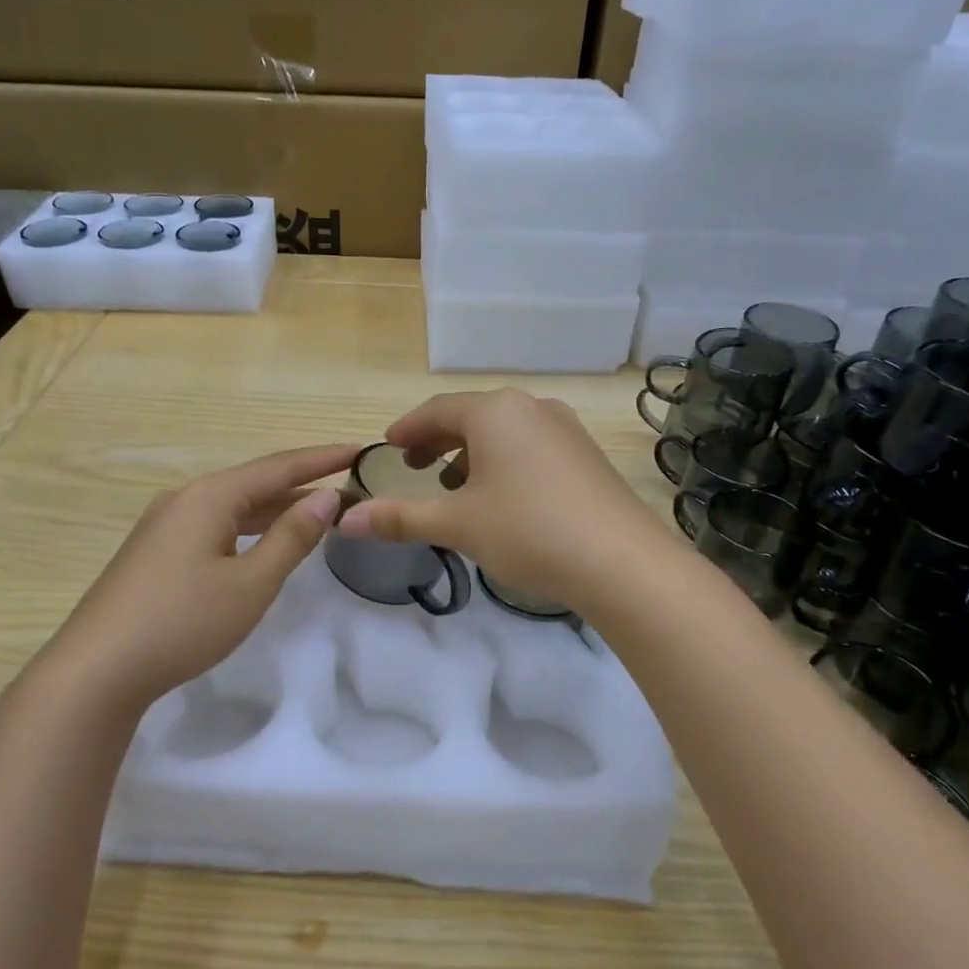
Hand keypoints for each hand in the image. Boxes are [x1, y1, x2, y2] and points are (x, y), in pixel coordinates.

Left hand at [42, 443, 359, 710]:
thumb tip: (327, 498)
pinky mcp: (156, 552)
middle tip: (348, 485)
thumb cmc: (182, 622)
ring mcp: (165, 525)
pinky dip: (250, 527)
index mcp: (210, 497)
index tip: (360, 449)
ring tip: (319, 511)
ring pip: (234, 506)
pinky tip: (264, 541)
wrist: (96, 670)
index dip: (322, 458)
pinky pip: (216, 525)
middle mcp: (185, 499)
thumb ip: (291, 538)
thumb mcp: (250, 584)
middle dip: (302, 483)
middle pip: (255, 482)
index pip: (278, 467)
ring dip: (277, 508)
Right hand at [336, 390, 662, 613]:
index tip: (387, 446)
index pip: (436, 410)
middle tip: (414, 466)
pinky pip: (531, 445)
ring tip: (455, 485)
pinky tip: (503, 497)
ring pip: (504, 431)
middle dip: (437, 440)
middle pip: (471, 416)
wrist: (622, 561)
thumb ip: (400, 518)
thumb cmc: (527, 531)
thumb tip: (346, 520)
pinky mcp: (586, 453)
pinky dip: (504, 461)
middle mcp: (530, 407)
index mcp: (494, 411)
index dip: (407, 429)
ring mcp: (565, 428)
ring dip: (471, 453)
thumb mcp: (457, 524)